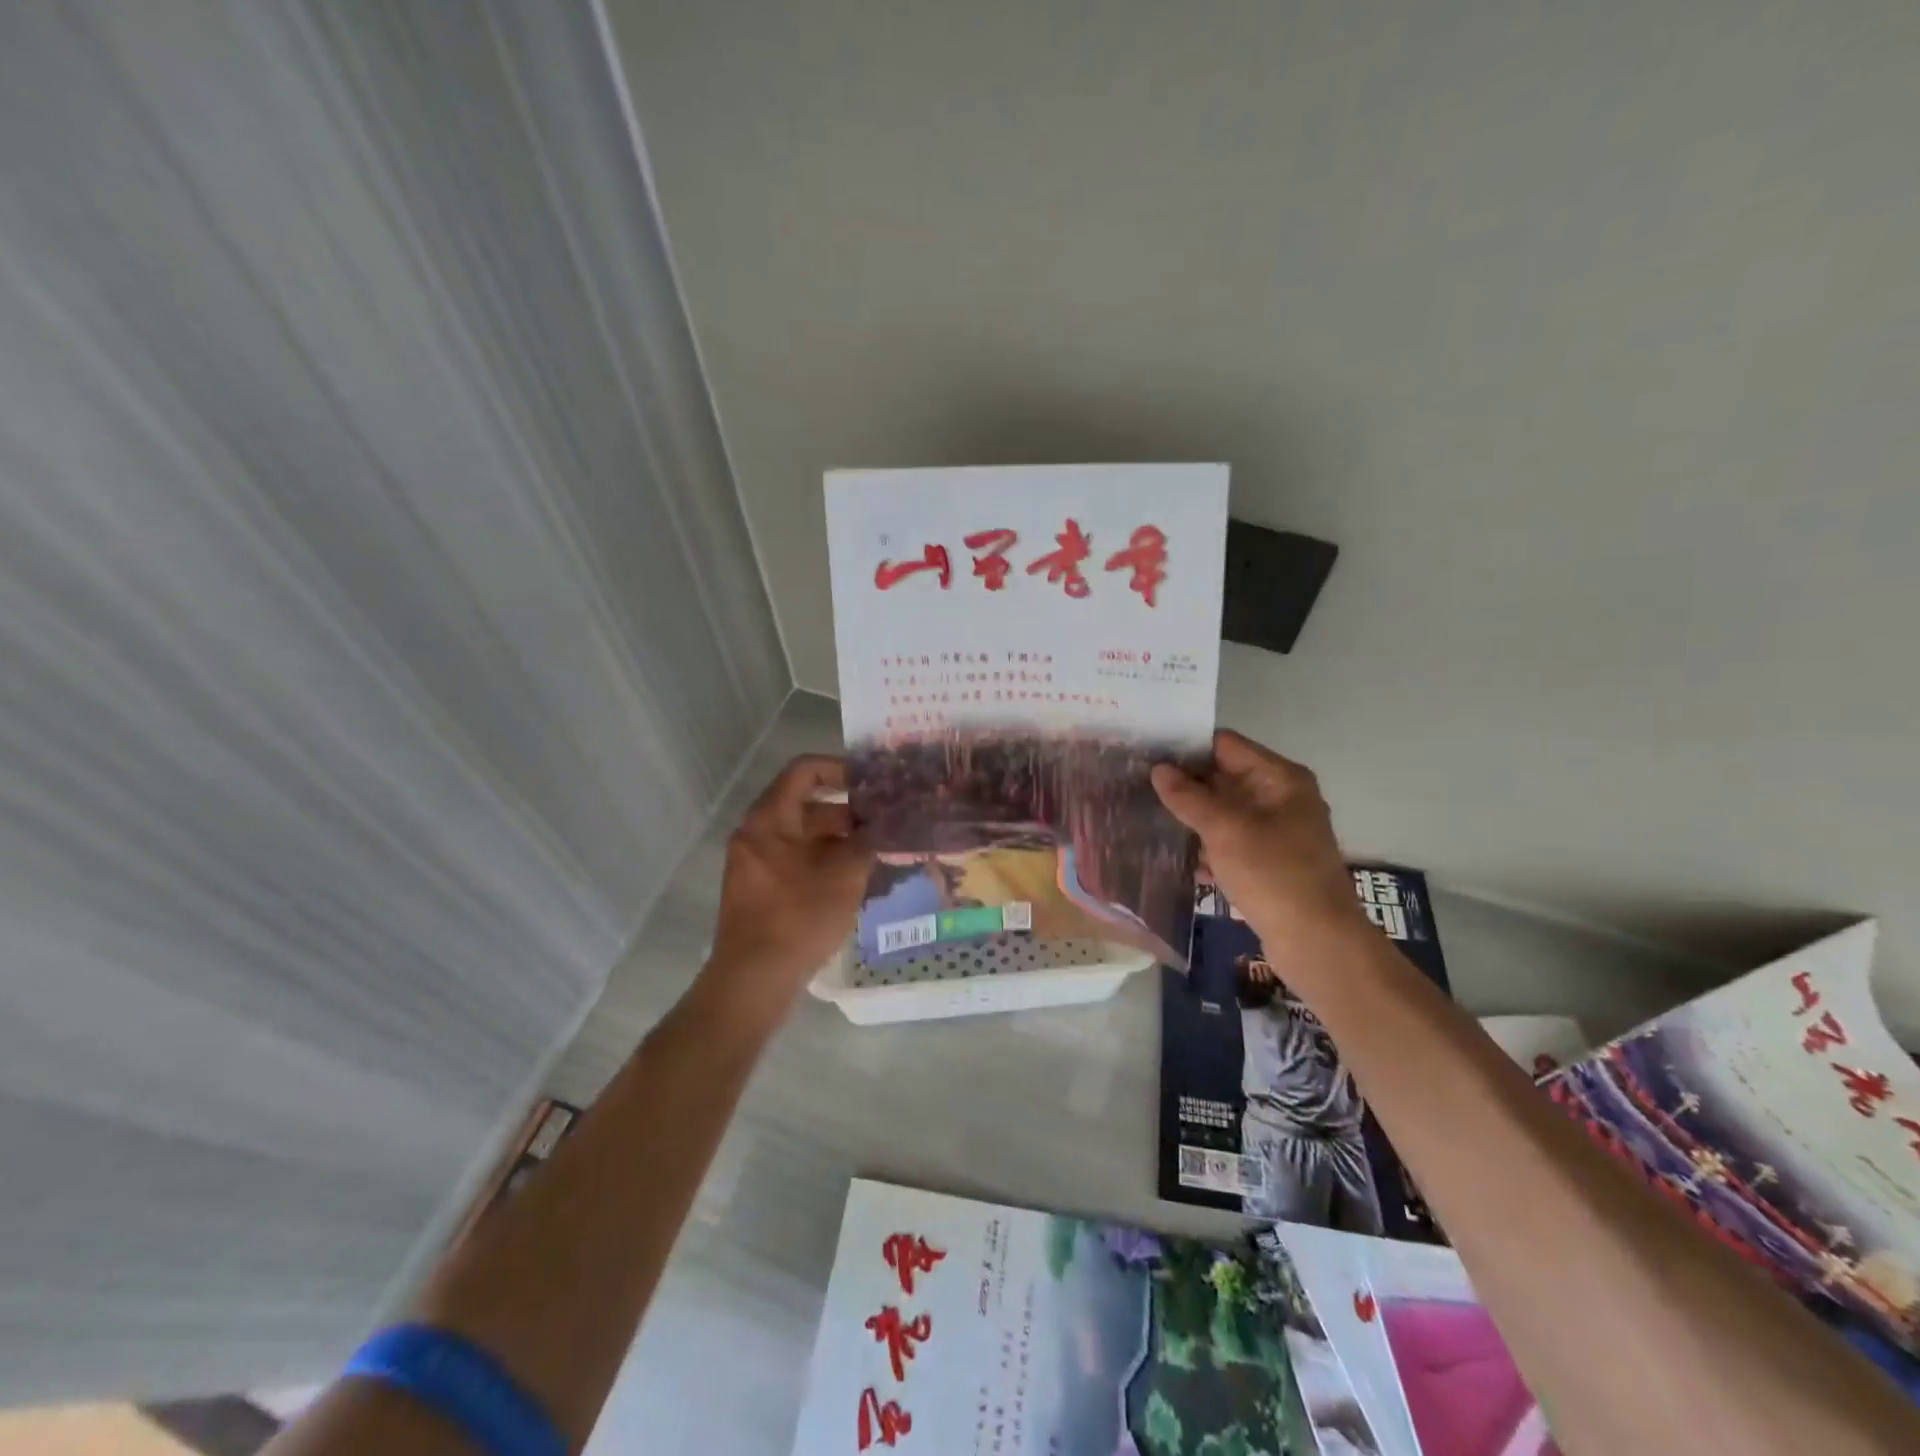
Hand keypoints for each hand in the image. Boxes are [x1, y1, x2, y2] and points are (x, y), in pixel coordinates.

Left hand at [704, 755, 872, 1010]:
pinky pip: (796, 860)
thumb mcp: (843, 875)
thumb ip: (867, 842)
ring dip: (839, 839)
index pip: (804, 771)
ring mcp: (755, 864)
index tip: (872, 783)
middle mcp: (756, 834)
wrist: (754, 979)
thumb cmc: (798, 916)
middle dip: (847, 810)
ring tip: (878, 850)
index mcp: (769, 819)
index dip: (840, 768)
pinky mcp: (760, 890)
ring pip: (803, 836)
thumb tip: (886, 824)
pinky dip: (824, 861)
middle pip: (805, 804)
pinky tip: (855, 878)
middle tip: (885, 820)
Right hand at [1152, 730, 1365, 954]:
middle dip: (1184, 784)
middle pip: (1224, 777)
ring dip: (1192, 817)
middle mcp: (1281, 797)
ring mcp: (1278, 831)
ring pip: (1224, 812)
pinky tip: (1179, 858)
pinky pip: (1231, 842)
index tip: (1146, 753)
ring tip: (1148, 818)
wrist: (1317, 942)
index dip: (1186, 747)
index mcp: (1280, 778)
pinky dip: (1208, 847)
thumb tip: (1158, 769)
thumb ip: (1188, 797)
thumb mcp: (1224, 830)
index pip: (1225, 745)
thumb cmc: (1272, 874)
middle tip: (1139, 786)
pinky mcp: (1270, 862)